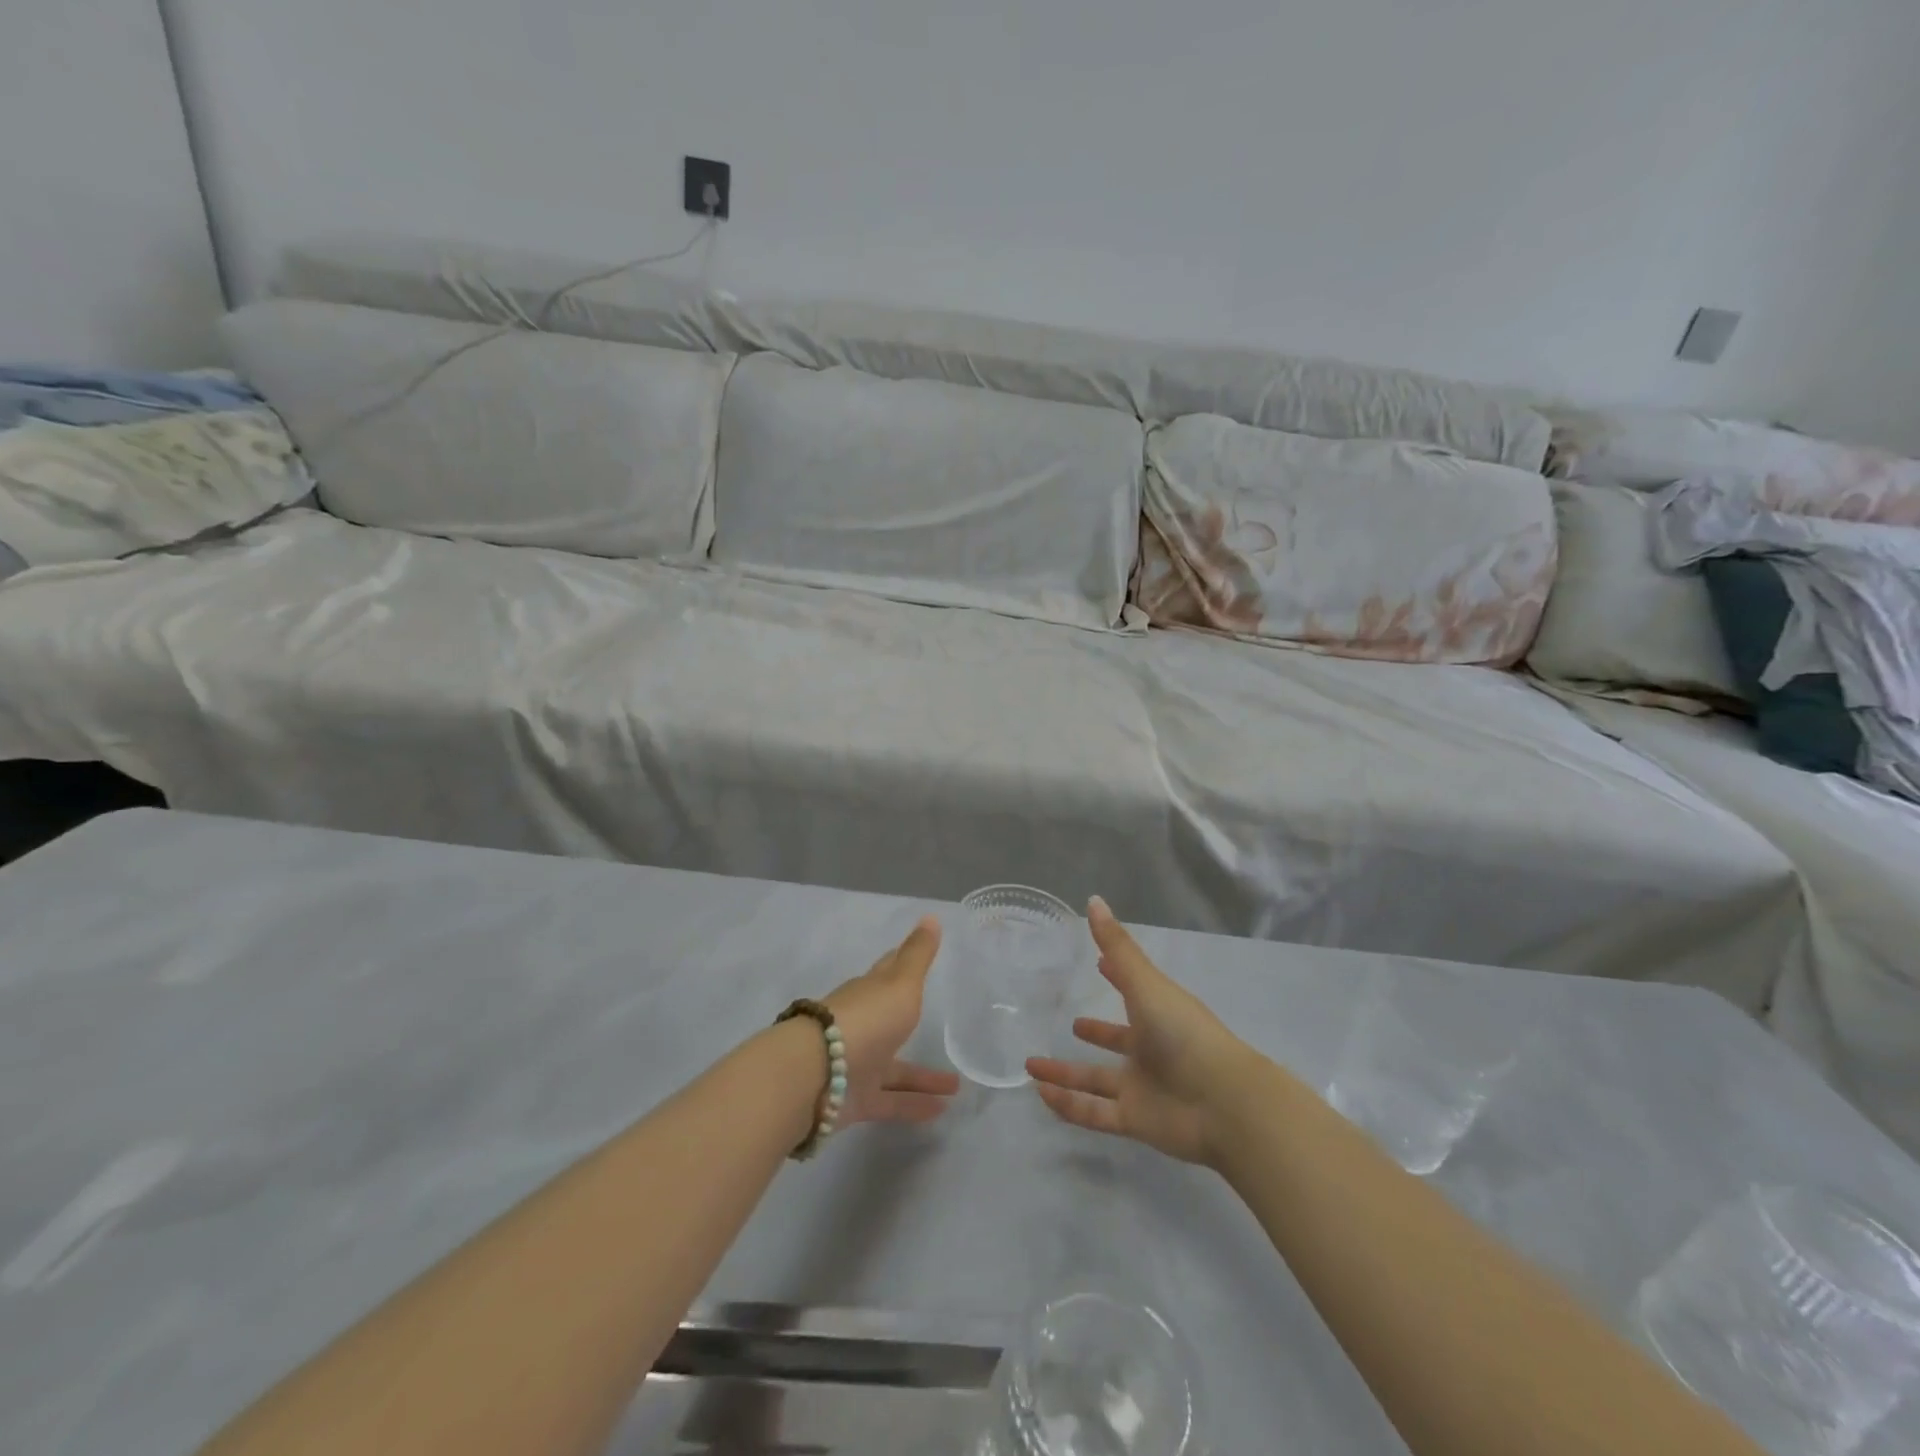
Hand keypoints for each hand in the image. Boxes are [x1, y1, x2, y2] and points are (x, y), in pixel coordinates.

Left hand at [821, 916, 960, 1126]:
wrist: (817, 1074)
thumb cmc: (865, 1019)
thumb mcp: (900, 982)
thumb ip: (918, 955)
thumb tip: (932, 916)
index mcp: (869, 992)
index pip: (887, 973)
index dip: (901, 964)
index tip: (913, 958)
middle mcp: (862, 1026)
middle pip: (891, 1022)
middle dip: (913, 1023)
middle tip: (942, 1030)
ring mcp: (857, 1063)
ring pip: (895, 1069)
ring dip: (922, 1076)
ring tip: (957, 1087)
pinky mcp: (855, 1100)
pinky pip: (890, 1101)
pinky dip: (914, 1105)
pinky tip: (941, 1112)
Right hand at [1028, 896, 1258, 1166]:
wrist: (1223, 1102)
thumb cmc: (1184, 1033)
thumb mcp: (1146, 984)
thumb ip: (1118, 947)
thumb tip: (1093, 900)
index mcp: (1156, 1012)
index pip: (1132, 991)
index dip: (1116, 977)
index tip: (1098, 965)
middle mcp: (1149, 1049)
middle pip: (1115, 1040)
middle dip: (1094, 1032)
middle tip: (1069, 1022)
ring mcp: (1142, 1086)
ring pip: (1096, 1080)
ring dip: (1065, 1074)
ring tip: (1031, 1066)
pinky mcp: (1135, 1120)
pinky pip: (1094, 1112)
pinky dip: (1067, 1105)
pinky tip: (1040, 1095)